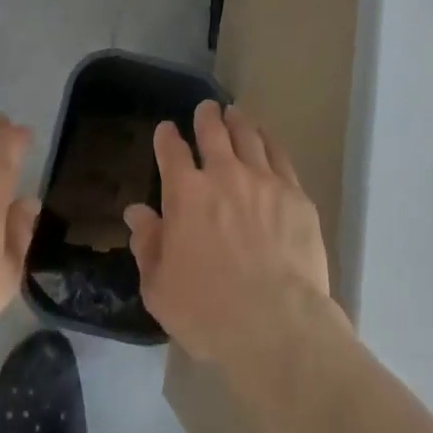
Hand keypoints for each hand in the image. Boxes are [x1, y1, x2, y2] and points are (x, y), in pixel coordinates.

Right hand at [125, 101, 334, 364]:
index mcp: (186, 194)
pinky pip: (280, 157)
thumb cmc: (207, 311)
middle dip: (206, 116)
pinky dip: (270, 142)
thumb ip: (148, 245)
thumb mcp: (159, 287)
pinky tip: (268, 140)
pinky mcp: (295, 195)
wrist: (276, 323)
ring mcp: (263, 181)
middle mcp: (224, 175)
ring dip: (238, 122)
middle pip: (213, 132)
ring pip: (249, 137)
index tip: (166, 129)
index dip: (167, 137)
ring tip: (235, 114)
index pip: (171, 151)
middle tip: (206, 108)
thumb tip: (137, 213)